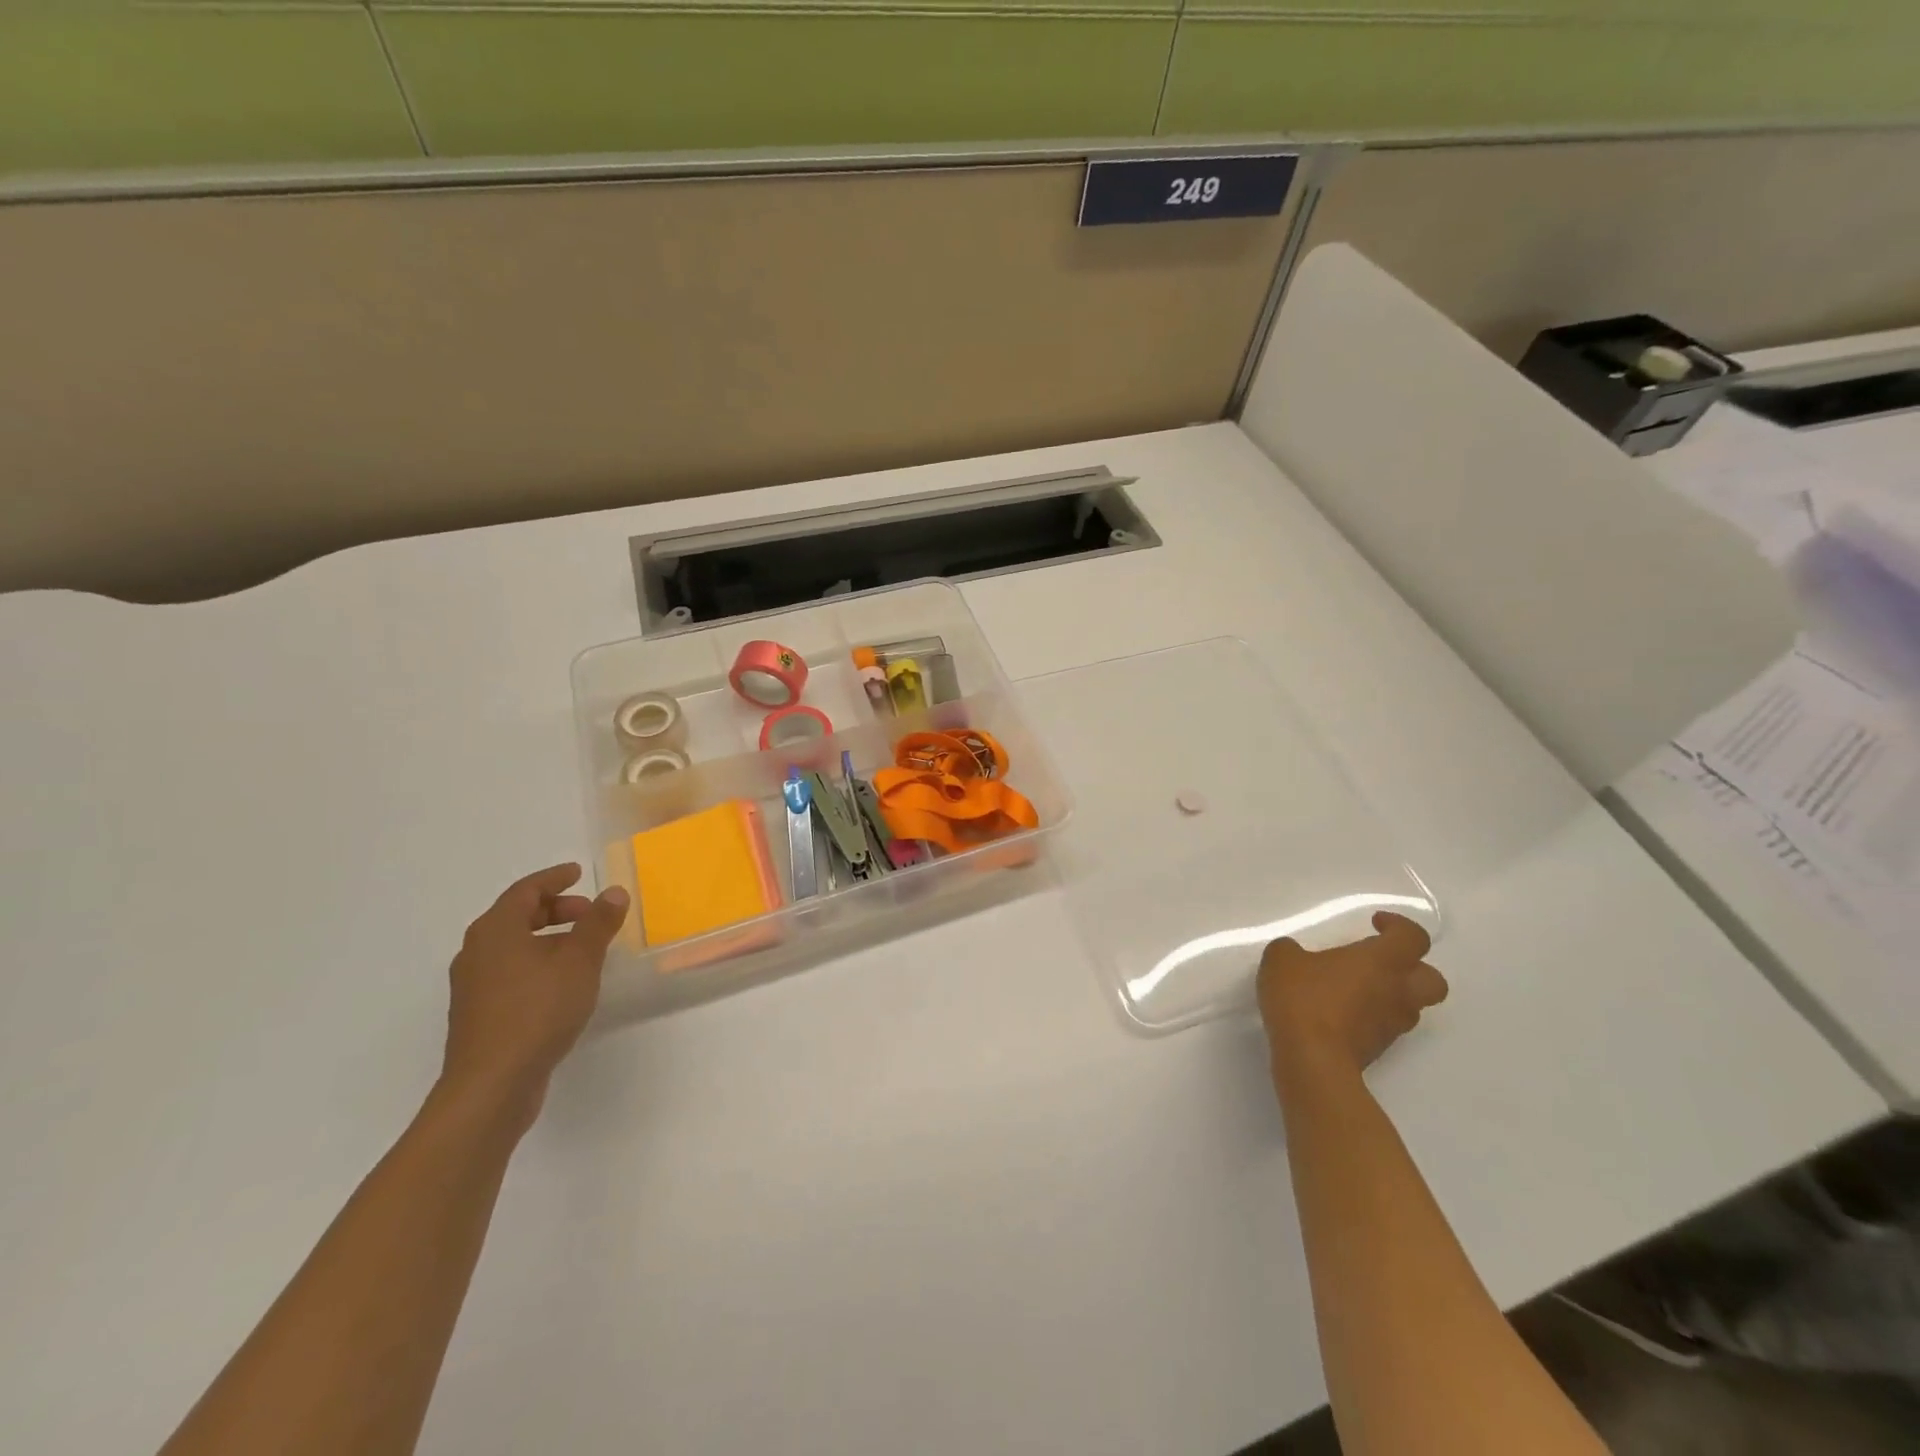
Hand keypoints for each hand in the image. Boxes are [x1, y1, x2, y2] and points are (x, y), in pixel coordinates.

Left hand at [439, 863, 629, 1126]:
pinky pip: (511, 972)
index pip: (526, 890)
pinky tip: (562, 983)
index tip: (579, 873)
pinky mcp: (479, 1014)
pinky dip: (538, 963)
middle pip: (517, 916)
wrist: (492, 1085)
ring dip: (548, 938)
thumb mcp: (579, 961)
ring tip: (583, 948)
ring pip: (513, 946)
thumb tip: (613, 892)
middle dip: (556, 909)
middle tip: (589, 913)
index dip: (555, 878)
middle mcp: (477, 951)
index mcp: (495, 930)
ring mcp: (473, 985)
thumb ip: (598, 923)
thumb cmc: (537, 1011)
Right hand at [1257, 912, 1447, 1081]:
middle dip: (1413, 967)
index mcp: (1383, 961)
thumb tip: (1295, 954)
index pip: (1413, 937)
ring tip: (1355, 989)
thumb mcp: (1282, 959)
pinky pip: (1386, 1025)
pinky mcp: (1380, 1049)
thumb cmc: (1304, 998)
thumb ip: (1291, 949)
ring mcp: (1392, 1024)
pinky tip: (1340, 1013)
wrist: (1312, 1059)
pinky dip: (1372, 1016)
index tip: (1374, 923)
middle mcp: (1397, 991)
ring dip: (1392, 994)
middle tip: (1380, 962)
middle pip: (1433, 979)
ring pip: (1411, 1005)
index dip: (1399, 925)